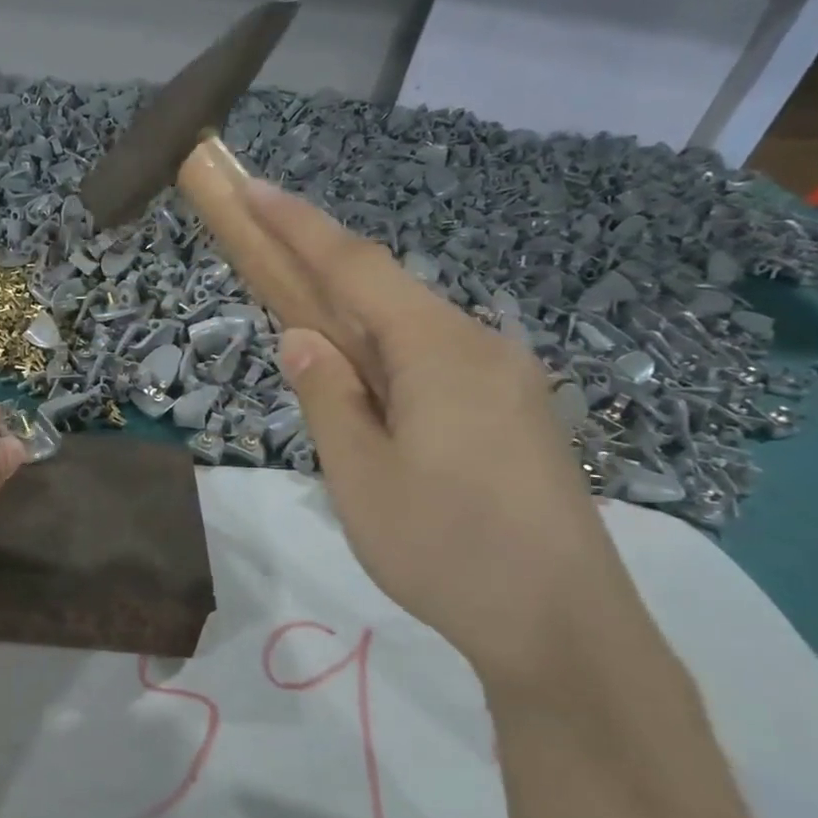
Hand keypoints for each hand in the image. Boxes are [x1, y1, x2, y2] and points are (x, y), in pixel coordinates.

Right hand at [241, 178, 637, 683]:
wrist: (565, 629)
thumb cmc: (446, 550)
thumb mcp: (360, 476)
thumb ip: (327, 397)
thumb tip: (302, 338)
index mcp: (438, 352)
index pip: (355, 268)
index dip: (297, 225)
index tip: (251, 187)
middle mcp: (480, 347)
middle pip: (387, 292)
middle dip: (320, 271)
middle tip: (266, 264)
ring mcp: (507, 380)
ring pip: (412, 333)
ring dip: (355, 326)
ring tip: (314, 357)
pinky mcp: (516, 414)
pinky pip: (437, 365)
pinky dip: (389, 362)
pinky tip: (373, 399)